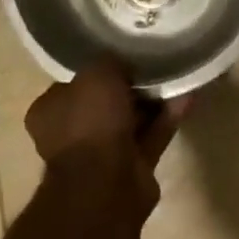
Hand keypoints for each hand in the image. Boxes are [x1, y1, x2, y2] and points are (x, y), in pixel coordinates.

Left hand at [24, 59, 190, 213]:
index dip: (97, 68)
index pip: (73, 83)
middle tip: (153, 62)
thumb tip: (120, 62)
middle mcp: (72, 133)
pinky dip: (168, 117)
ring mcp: (102, 153)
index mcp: (50, 112)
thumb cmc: (90, 123)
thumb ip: (108, 62)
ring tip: (176, 74)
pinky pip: (152, 135)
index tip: (121, 52)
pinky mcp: (132, 168)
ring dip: (153, 100)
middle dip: (129, 85)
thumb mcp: (96, 74)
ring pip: (131, 119)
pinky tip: (188, 95)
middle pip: (105, 102)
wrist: (106, 185)